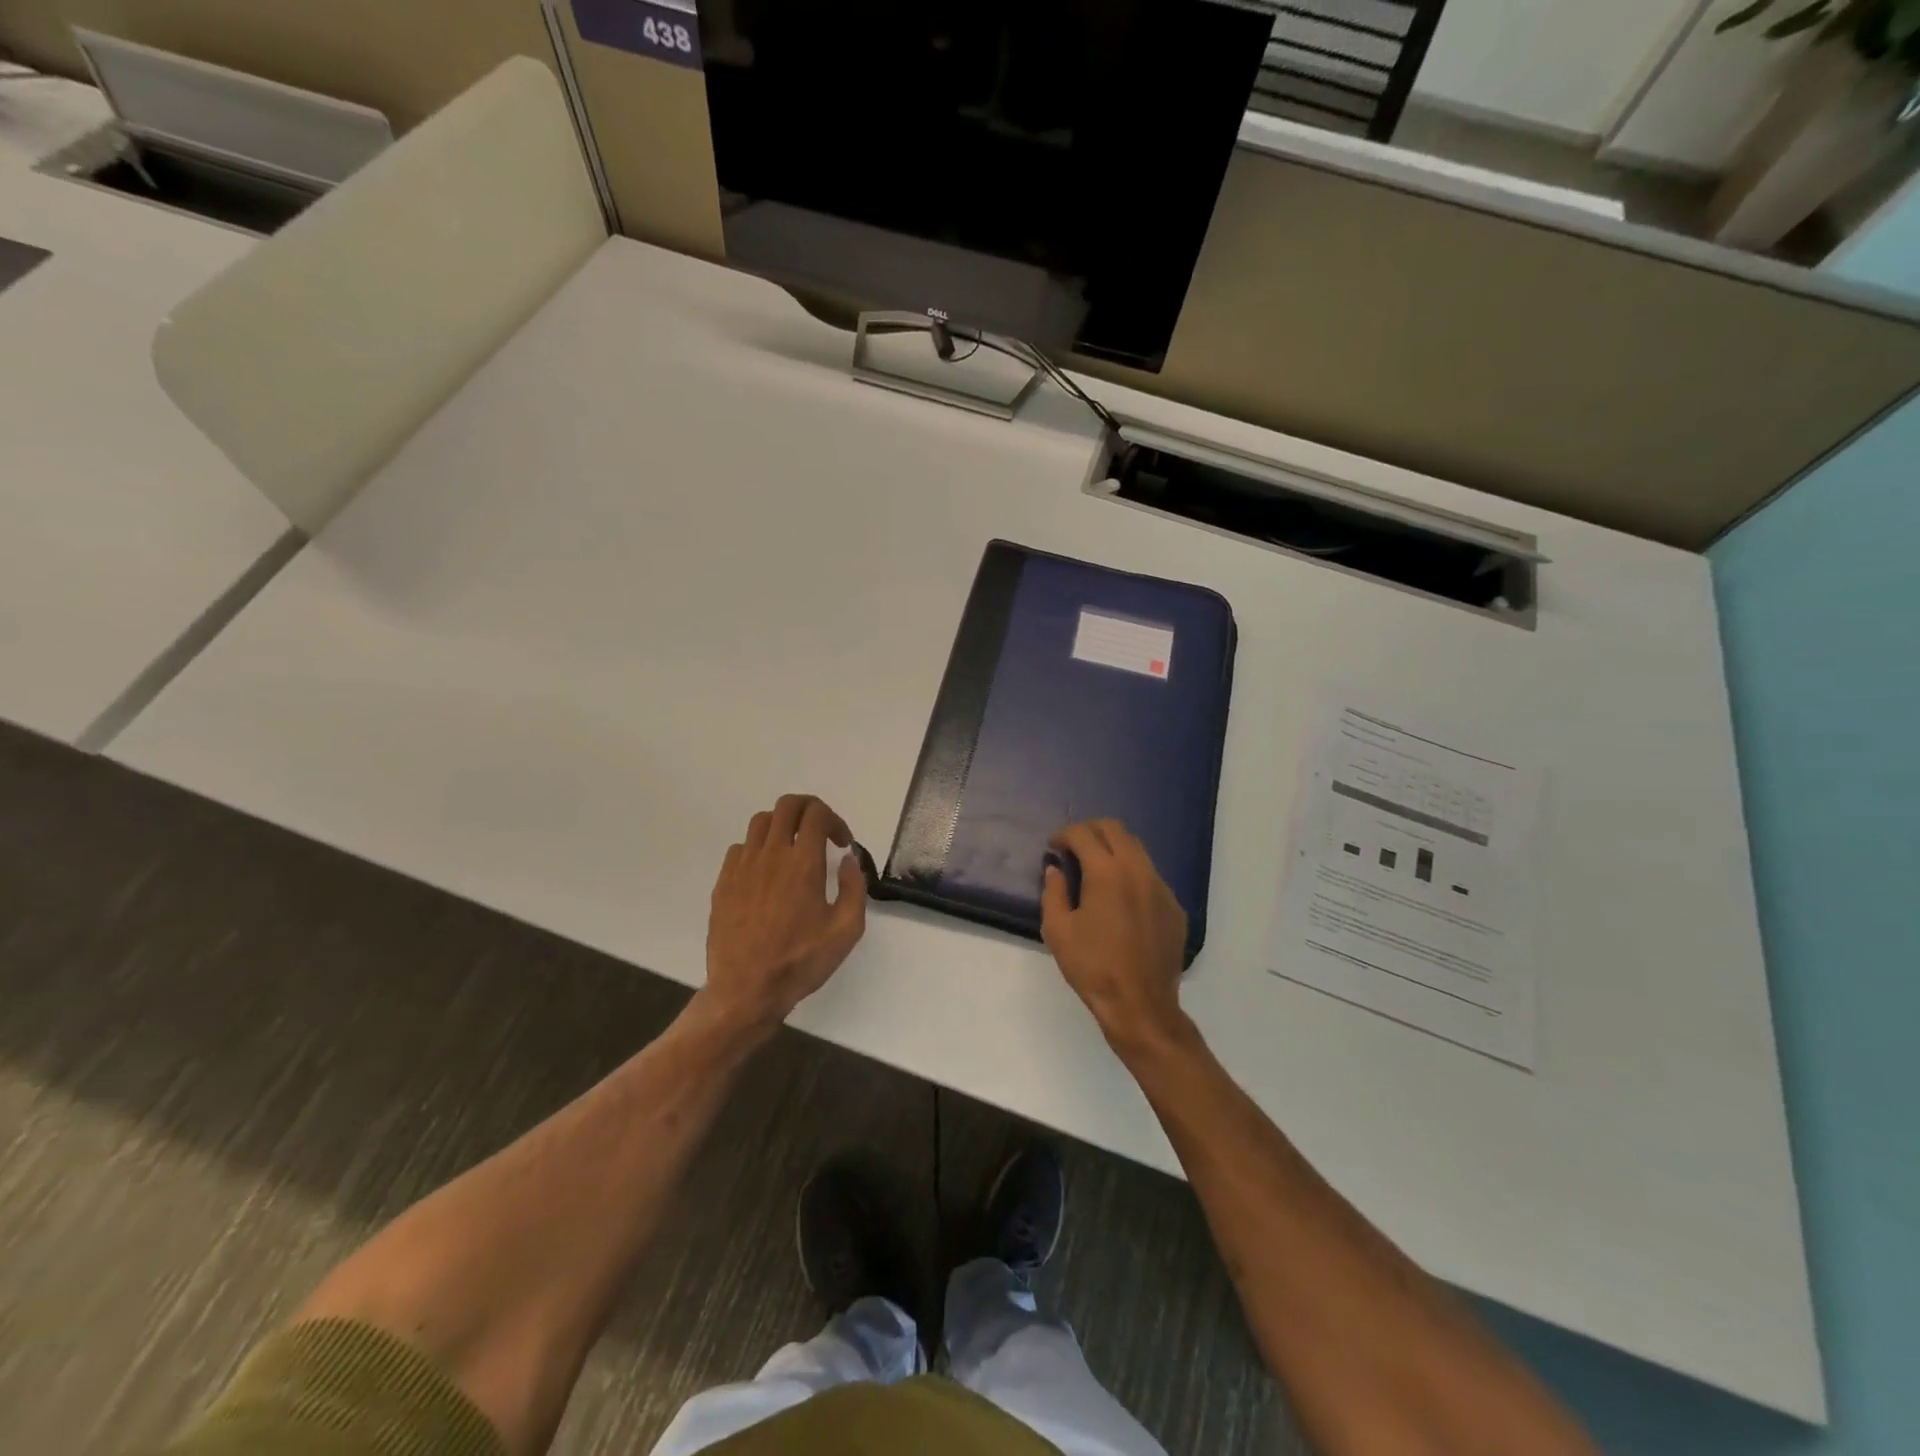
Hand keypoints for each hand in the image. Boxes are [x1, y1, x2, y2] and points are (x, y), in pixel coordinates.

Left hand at [704, 794, 867, 1033]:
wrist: (746, 990)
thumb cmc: (801, 962)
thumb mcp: (846, 930)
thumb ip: (854, 887)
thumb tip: (849, 859)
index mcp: (803, 863)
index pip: (816, 813)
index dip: (835, 820)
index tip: (842, 843)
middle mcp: (771, 855)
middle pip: (787, 805)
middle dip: (809, 809)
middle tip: (820, 832)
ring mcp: (743, 866)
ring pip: (761, 821)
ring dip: (783, 825)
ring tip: (793, 849)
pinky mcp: (724, 882)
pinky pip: (740, 847)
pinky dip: (758, 848)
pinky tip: (767, 872)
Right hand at [1041, 819, 1188, 1051]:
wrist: (1140, 1005)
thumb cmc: (1092, 967)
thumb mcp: (1057, 930)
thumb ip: (1053, 892)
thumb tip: (1055, 869)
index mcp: (1107, 872)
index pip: (1083, 834)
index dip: (1064, 835)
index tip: (1053, 847)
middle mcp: (1138, 870)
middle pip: (1115, 829)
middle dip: (1090, 831)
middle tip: (1073, 848)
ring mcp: (1161, 887)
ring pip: (1137, 849)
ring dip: (1113, 849)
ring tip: (1095, 869)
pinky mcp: (1174, 907)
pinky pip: (1151, 876)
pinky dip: (1131, 874)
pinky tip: (1120, 899)